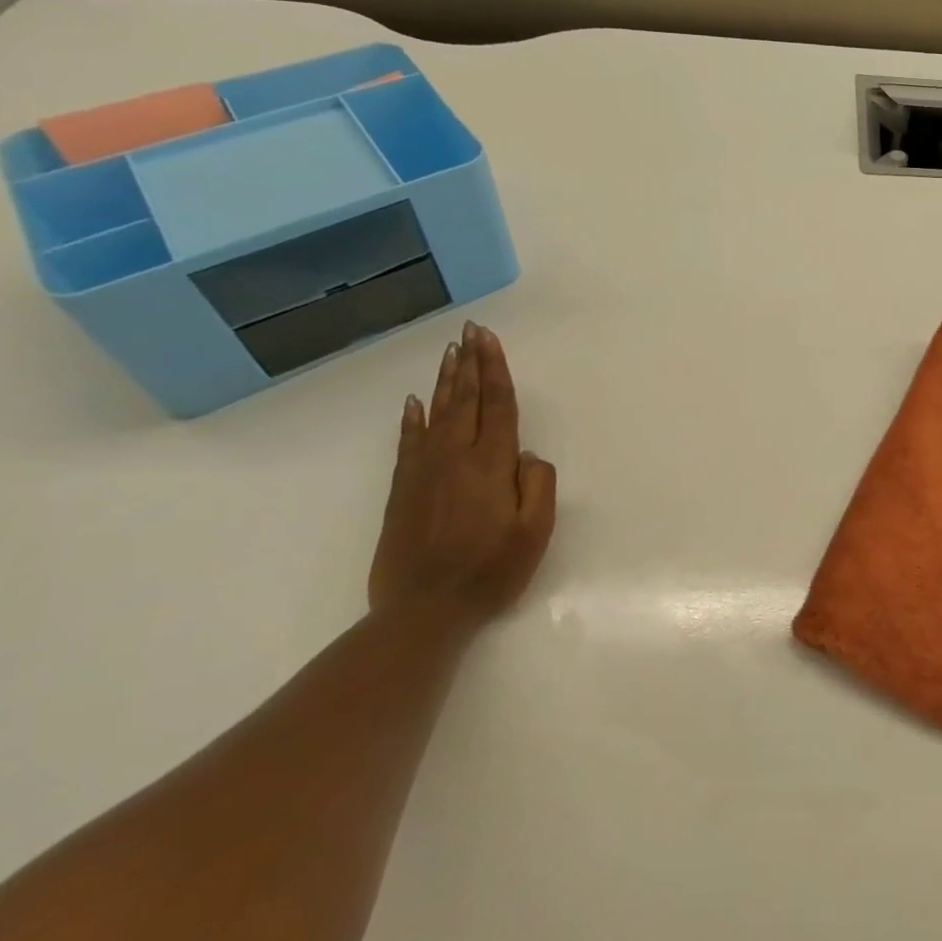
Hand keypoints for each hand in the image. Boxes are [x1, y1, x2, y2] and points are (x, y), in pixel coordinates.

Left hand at [368, 321, 556, 619]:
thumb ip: (538, 484)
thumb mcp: (534, 532)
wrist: (423, 610)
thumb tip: (527, 454)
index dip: (495, 369)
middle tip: (470, 330)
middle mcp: (456, 458)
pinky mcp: (403, 490)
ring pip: (438, 414)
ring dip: (446, 380)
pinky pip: (408, 443)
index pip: (497, 405)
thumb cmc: (490, 571)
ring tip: (451, 351)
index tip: (489, 339)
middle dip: (470, 362)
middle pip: (466, 400)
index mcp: (492, 465)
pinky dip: (412, 419)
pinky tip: (414, 402)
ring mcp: (425, 472)